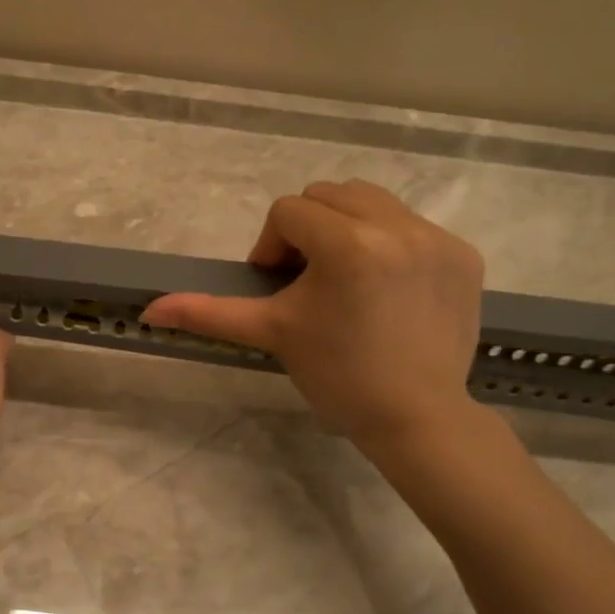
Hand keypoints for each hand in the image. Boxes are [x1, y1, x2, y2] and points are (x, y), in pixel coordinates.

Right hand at [143, 180, 486, 453]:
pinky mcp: (464, 254)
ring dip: (348, 227)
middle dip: (309, 230)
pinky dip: (390, 243)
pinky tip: (387, 288)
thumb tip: (150, 310)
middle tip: (309, 280)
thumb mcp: (272, 334)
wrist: (417, 419)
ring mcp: (438, 238)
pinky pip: (411, 224)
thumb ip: (209, 313)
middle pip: (329, 195)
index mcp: (348, 244)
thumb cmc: (338, 376)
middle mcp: (398, 227)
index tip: (279, 286)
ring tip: (347, 277)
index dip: (273, 246)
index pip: (288, 212)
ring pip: (372, 201)